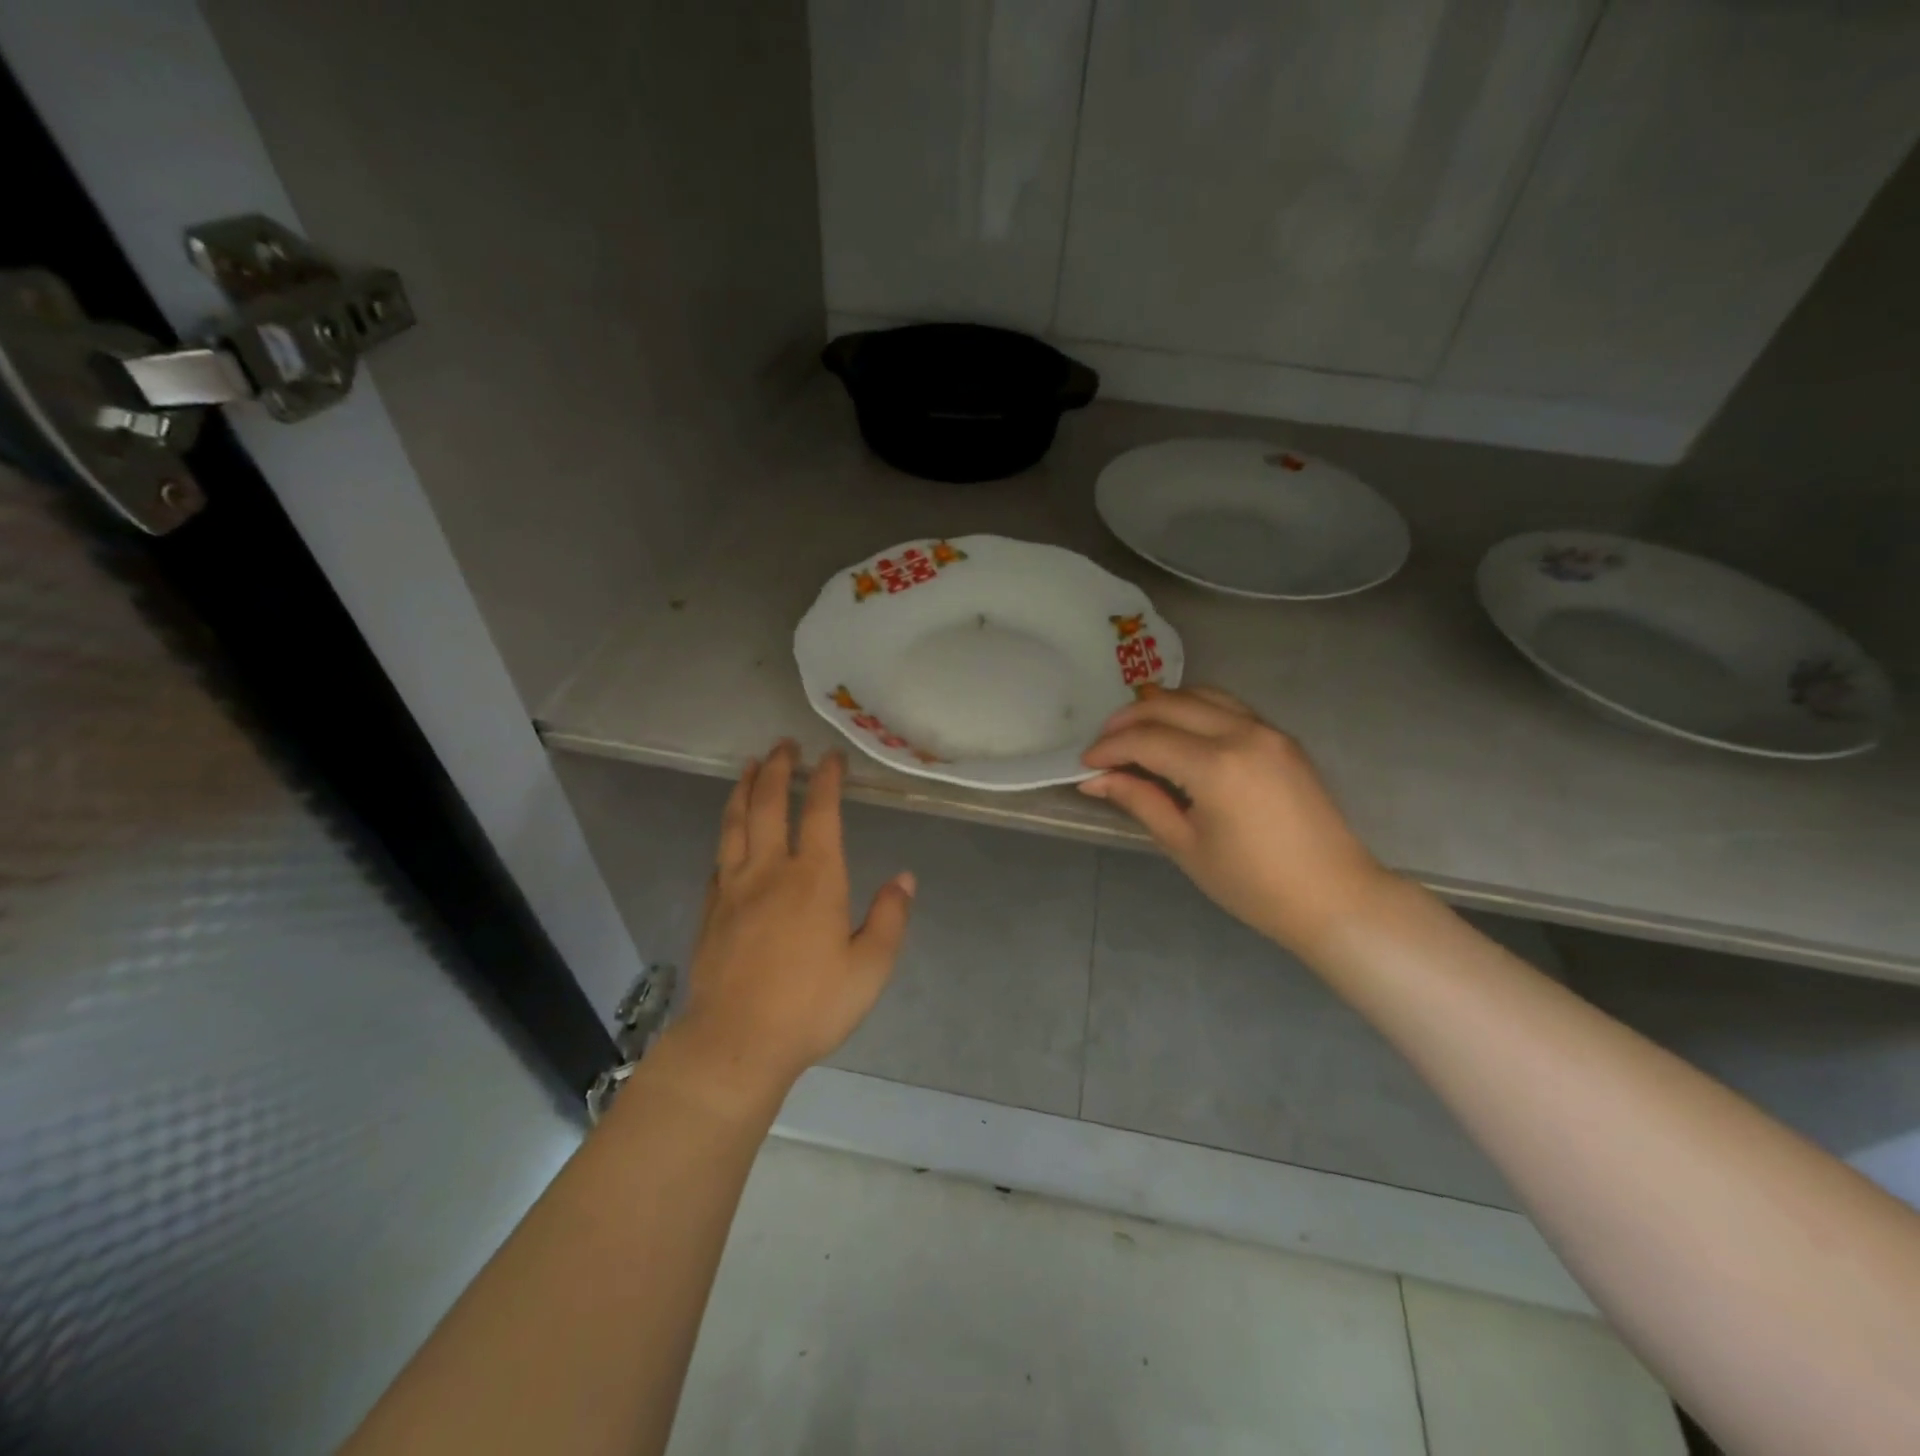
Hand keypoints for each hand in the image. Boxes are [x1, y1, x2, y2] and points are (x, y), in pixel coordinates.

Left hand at [664, 742, 913, 1112]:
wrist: (736, 1042)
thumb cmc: (811, 1006)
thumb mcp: (869, 968)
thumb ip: (889, 919)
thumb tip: (905, 878)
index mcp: (815, 879)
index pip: (821, 812)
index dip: (827, 779)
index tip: (831, 756)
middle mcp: (771, 870)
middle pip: (770, 804)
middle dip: (779, 768)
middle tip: (785, 745)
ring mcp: (734, 887)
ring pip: (736, 823)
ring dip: (744, 789)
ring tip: (749, 766)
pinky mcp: (712, 909)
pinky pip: (718, 858)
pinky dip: (727, 833)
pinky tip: (729, 832)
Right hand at [1079, 687, 1388, 954]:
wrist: (1334, 896)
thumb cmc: (1253, 884)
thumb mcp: (1185, 845)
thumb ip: (1140, 801)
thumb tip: (1096, 780)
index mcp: (1216, 766)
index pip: (1146, 739)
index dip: (1109, 749)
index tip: (1086, 765)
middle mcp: (1242, 734)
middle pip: (1169, 705)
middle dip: (1128, 720)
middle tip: (1104, 745)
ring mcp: (1267, 730)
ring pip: (1200, 694)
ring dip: (1162, 706)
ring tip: (1136, 732)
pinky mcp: (1281, 737)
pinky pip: (1227, 706)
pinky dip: (1194, 709)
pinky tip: (1179, 733)